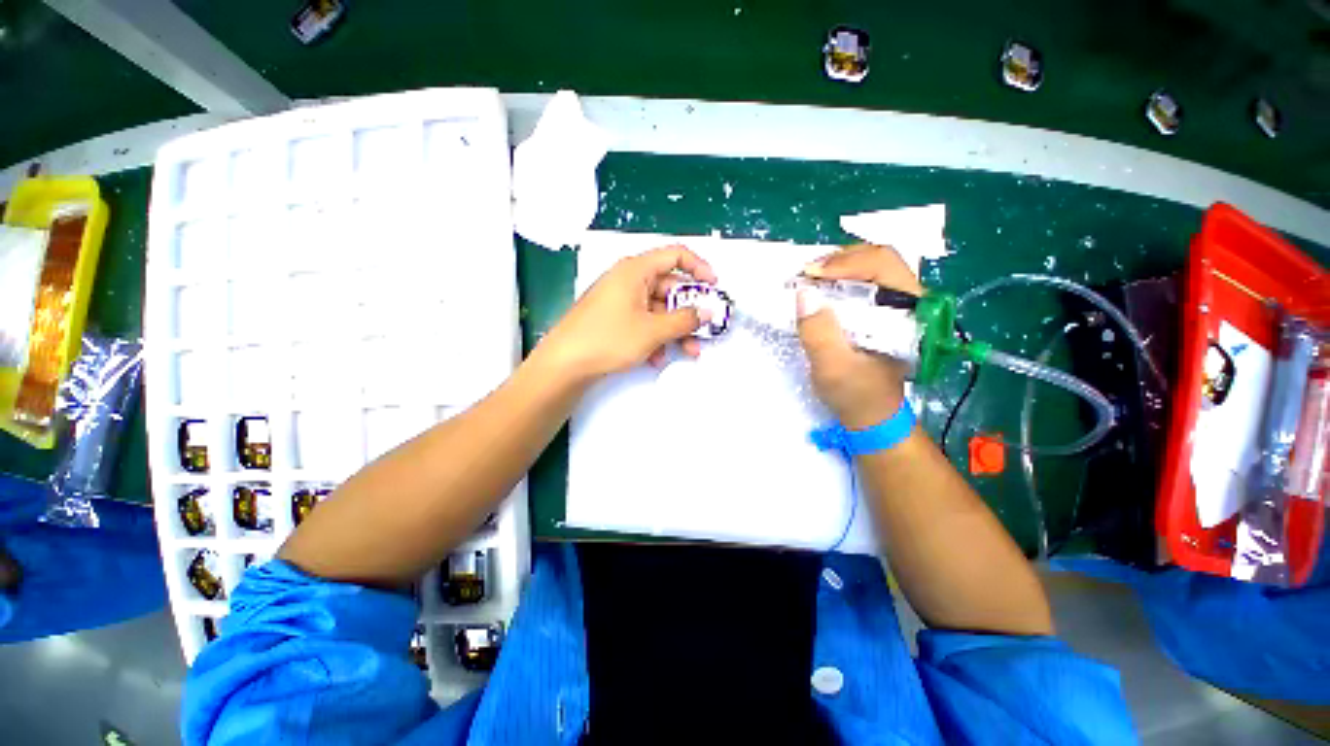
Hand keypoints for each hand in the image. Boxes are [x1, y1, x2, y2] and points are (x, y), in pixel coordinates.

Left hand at [538, 245, 717, 379]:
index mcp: (636, 270)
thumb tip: (706, 312)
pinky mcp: (615, 319)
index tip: (714, 287)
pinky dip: (655, 337)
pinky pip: (644, 322)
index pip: (675, 255)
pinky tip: (657, 357)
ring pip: (658, 309)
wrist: (565, 365)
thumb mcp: (653, 330)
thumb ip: (684, 320)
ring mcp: (620, 300)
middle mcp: (628, 280)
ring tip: (688, 350)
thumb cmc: (607, 338)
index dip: (699, 268)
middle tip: (704, 329)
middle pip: (669, 288)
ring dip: (675, 330)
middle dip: (688, 311)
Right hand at [796, 244, 921, 429]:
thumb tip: (804, 294)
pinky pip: (861, 283)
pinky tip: (818, 289)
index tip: (809, 275)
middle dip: (838, 260)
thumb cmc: (856, 395)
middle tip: (805, 274)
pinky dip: (836, 280)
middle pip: (877, 259)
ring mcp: (895, 305)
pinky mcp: (880, 312)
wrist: (870, 415)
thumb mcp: (833, 369)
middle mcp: (908, 301)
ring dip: (836, 268)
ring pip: (869, 267)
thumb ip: (820, 334)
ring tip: (808, 279)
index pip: (883, 266)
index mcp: (910, 313)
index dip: (845, 263)